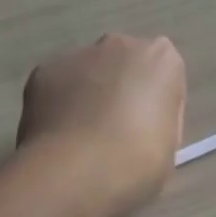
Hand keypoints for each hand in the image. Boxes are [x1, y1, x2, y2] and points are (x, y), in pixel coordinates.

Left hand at [16, 34, 186, 213]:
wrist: (76, 172)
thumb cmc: (138, 161)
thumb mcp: (169, 144)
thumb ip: (159, 119)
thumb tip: (144, 123)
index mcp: (162, 59)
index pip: (163, 76)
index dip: (156, 105)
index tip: (148, 133)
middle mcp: (122, 44)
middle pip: (125, 63)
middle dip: (120, 88)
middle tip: (114, 131)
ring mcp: (80, 54)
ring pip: (88, 71)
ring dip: (88, 93)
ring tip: (80, 138)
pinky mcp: (45, 69)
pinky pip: (57, 85)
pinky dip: (57, 104)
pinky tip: (57, 136)